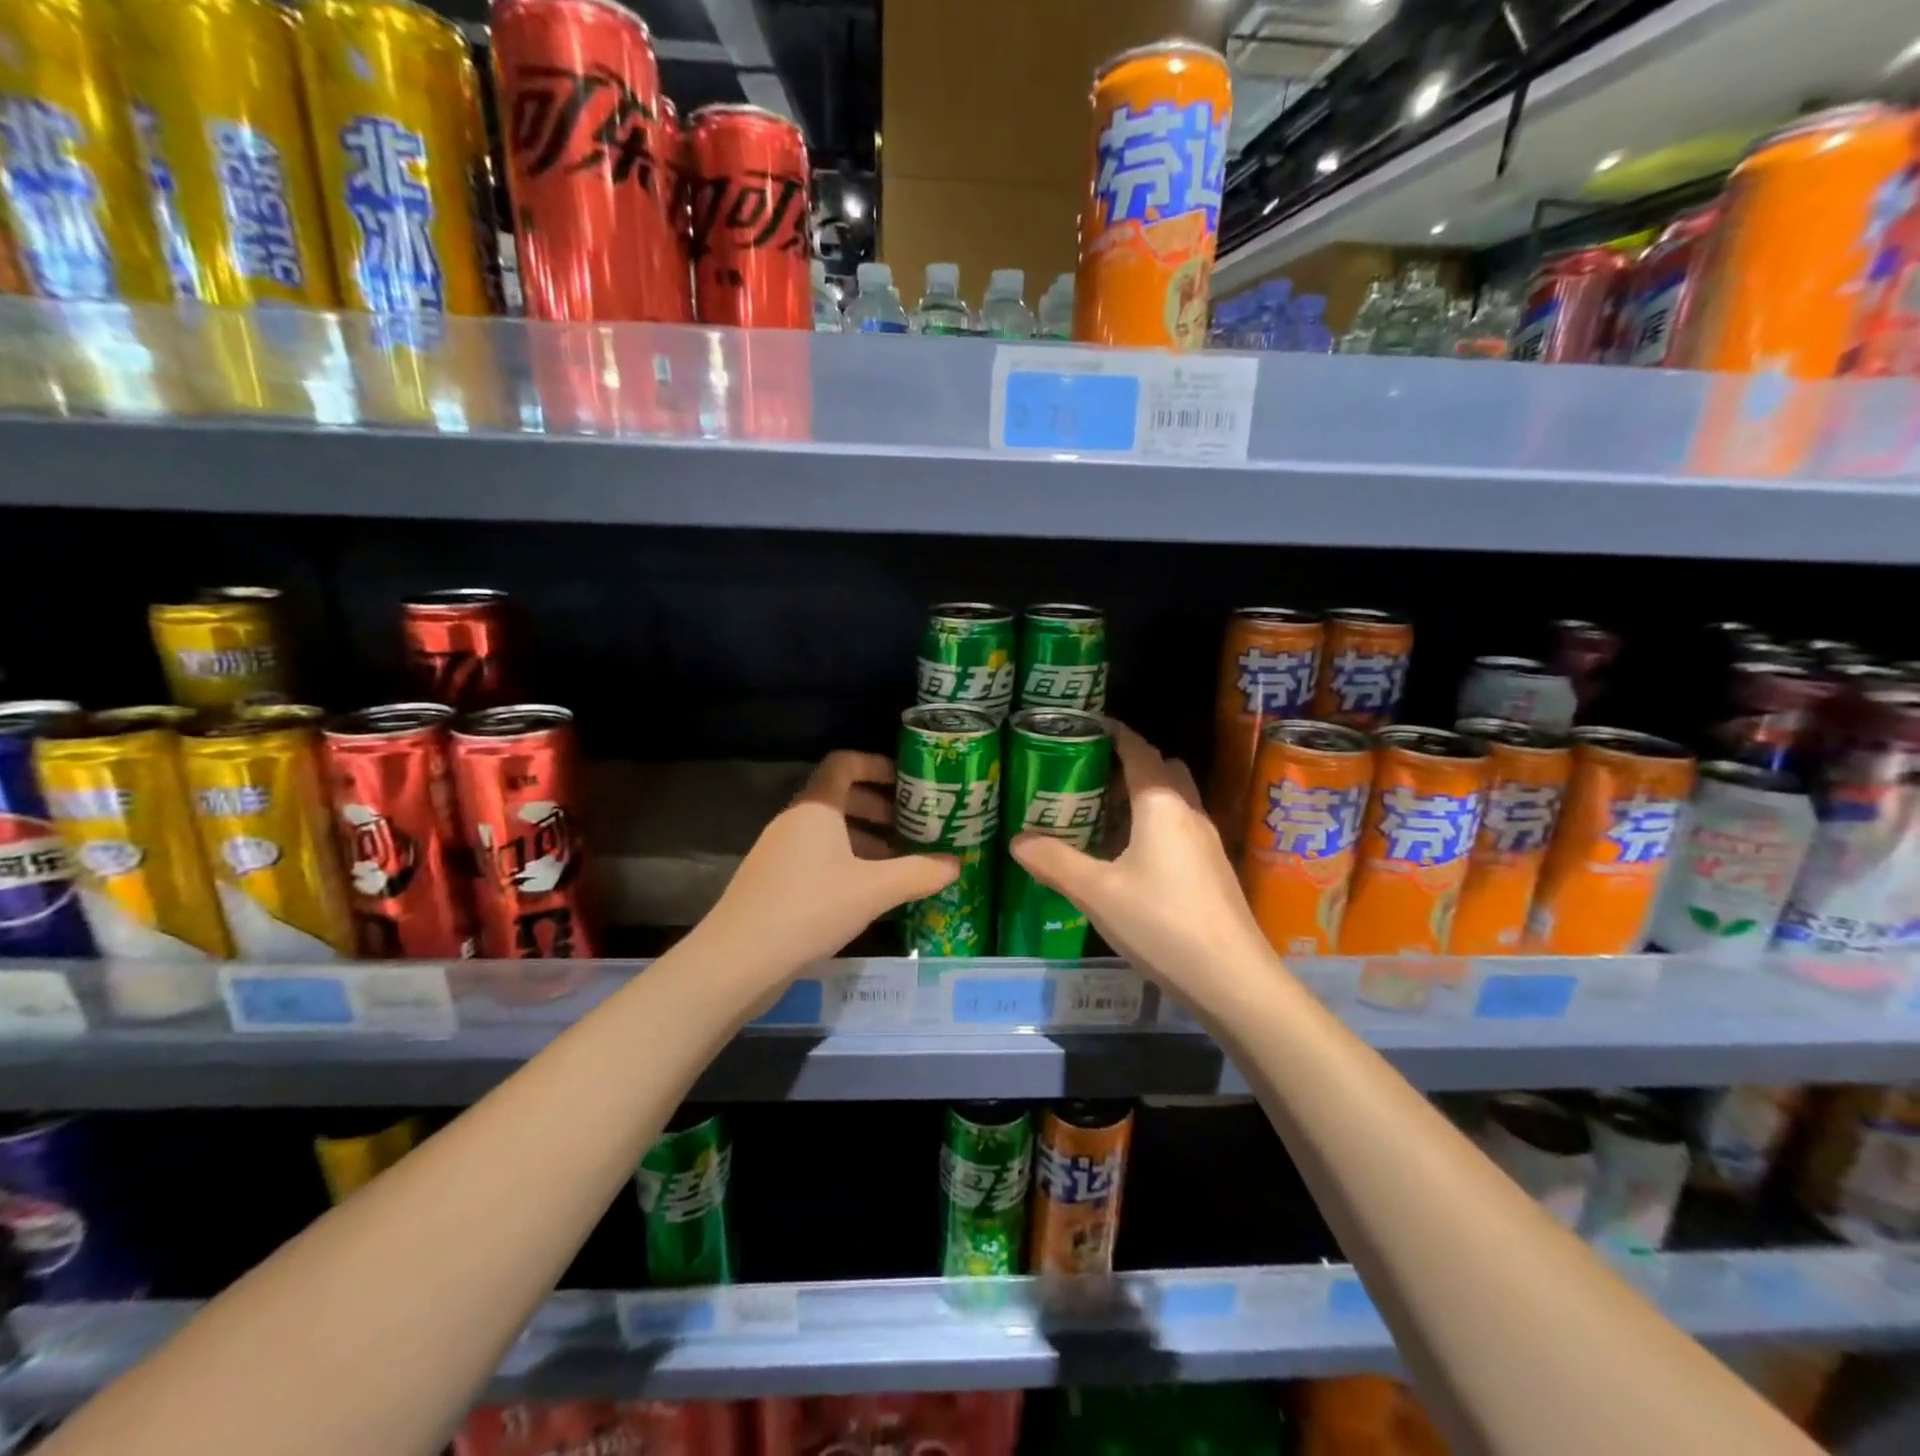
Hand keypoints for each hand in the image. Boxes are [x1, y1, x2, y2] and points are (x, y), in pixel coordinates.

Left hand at [704, 751, 958, 970]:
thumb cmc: (810, 908)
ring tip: (899, 861)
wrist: (738, 960)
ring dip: (865, 838)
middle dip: (879, 807)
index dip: (877, 765)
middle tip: (913, 825)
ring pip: (829, 831)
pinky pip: (817, 856)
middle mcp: (795, 821)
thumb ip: (918, 873)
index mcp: (816, 808)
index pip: (844, 764)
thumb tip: (956, 864)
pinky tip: (868, 891)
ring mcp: (780, 851)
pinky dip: (847, 862)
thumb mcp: (873, 890)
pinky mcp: (774, 881)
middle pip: (840, 797)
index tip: (908, 781)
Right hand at [1010, 721, 1272, 998]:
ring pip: (1173, 803)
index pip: (1138, 751)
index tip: (1087, 726)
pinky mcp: (1214, 871)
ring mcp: (1207, 843)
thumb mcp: (1096, 892)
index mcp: (1161, 804)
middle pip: (1162, 771)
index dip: (1115, 733)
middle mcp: (1189, 813)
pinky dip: (1154, 827)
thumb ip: (1055, 862)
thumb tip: (1017, 841)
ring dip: (1142, 799)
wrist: (1233, 979)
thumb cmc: (1161, 923)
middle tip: (1088, 777)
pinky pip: (1179, 830)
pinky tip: (1129, 859)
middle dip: (1129, 766)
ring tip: (1101, 816)